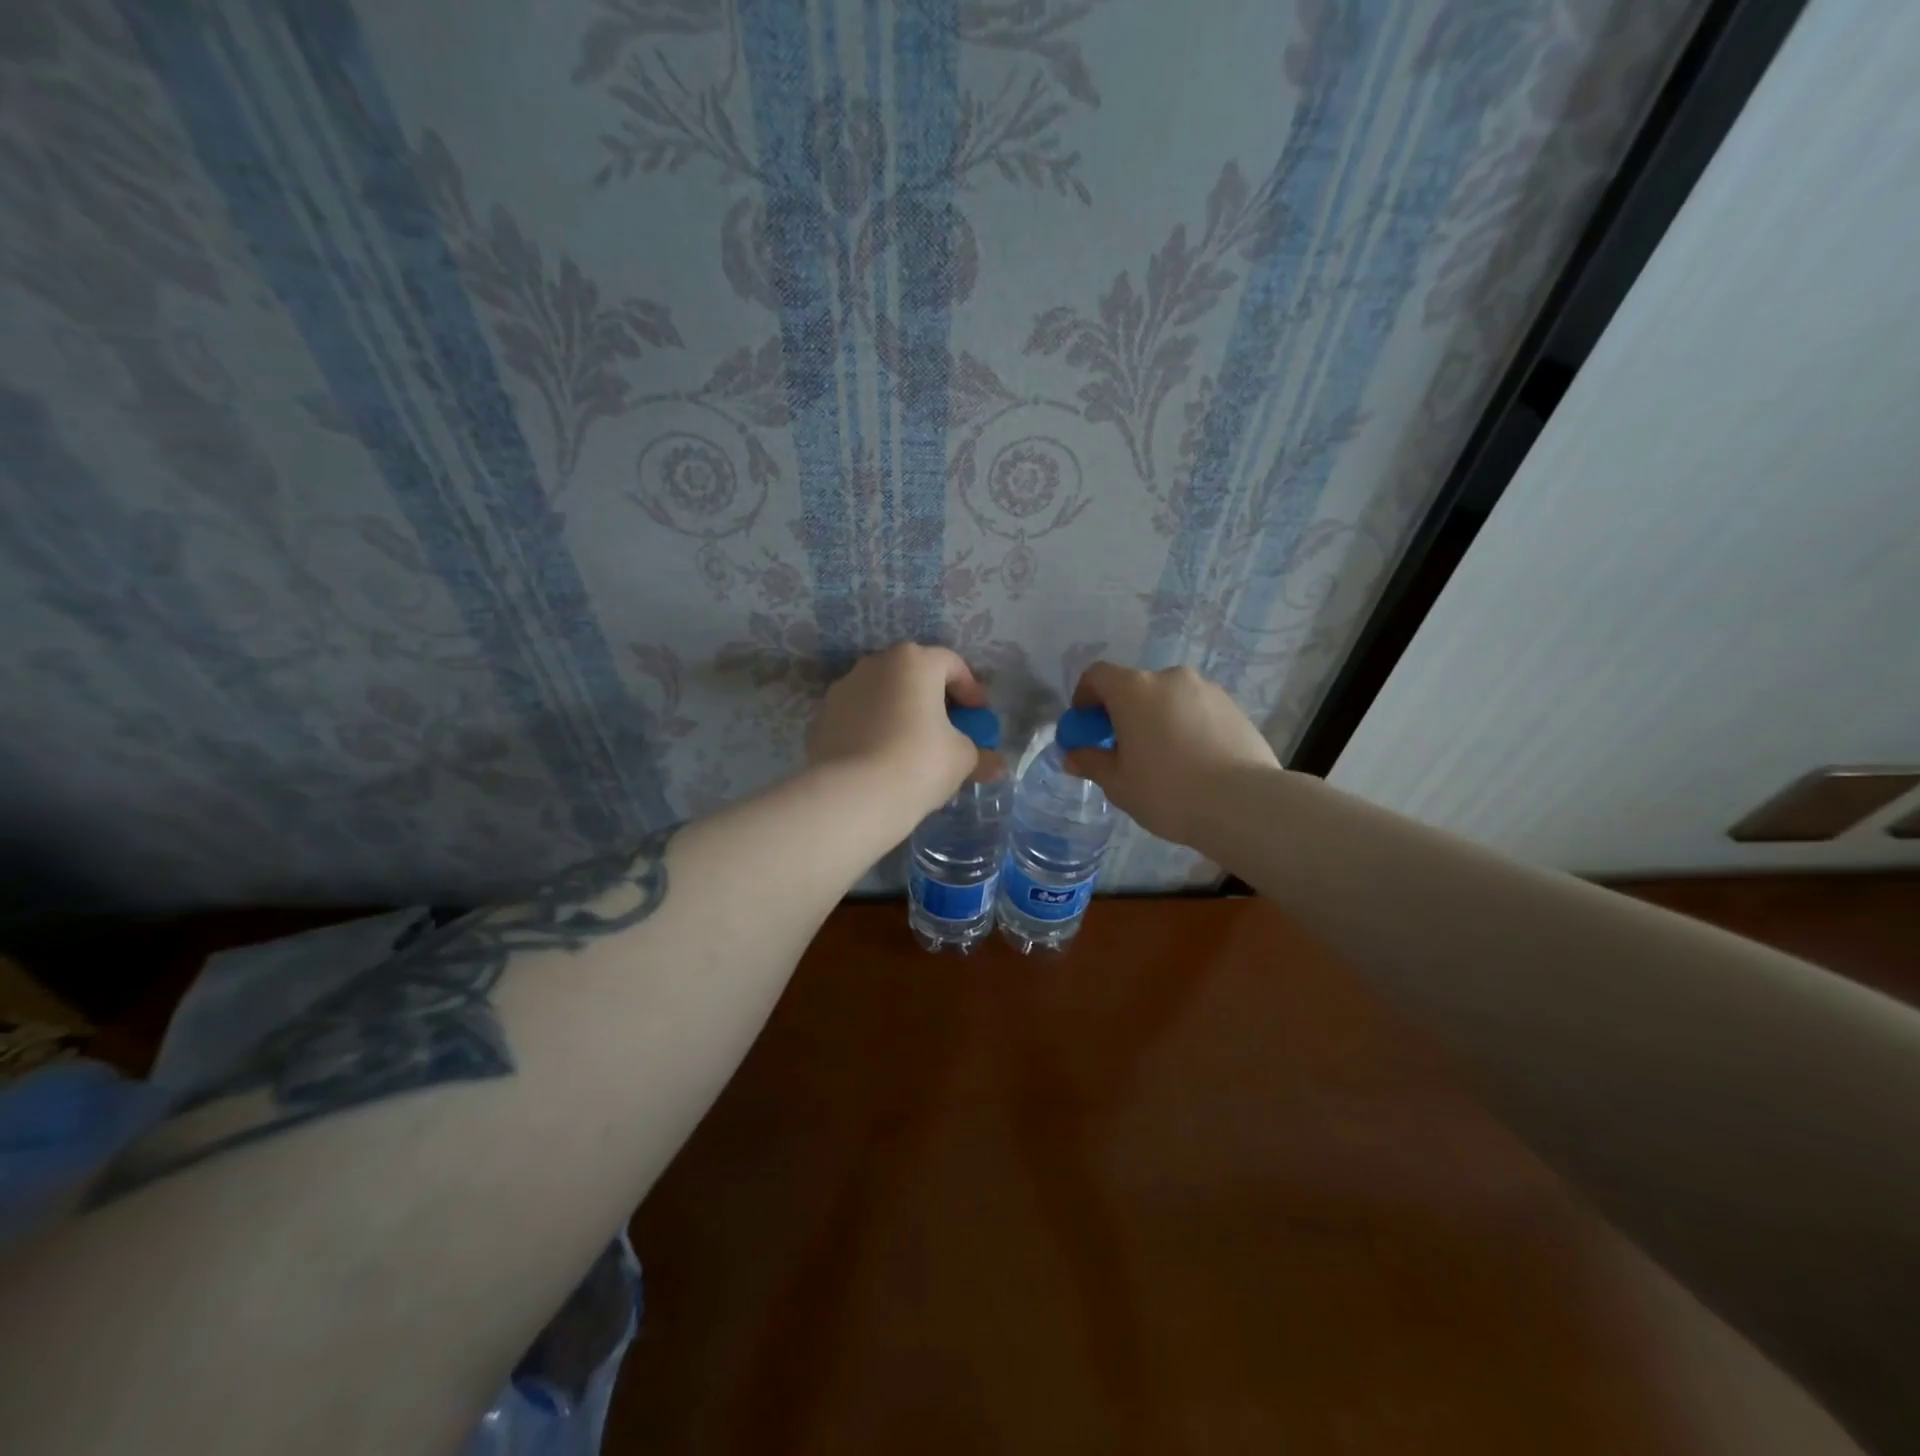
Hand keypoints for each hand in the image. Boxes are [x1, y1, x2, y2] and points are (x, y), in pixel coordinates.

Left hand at [807, 644, 987, 823]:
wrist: (853, 796)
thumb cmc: (919, 763)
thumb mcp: (962, 759)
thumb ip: (980, 755)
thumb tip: (996, 765)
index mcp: (913, 662)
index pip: (951, 664)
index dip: (971, 690)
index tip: (979, 717)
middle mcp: (874, 665)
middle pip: (913, 676)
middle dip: (933, 700)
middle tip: (948, 730)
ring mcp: (842, 690)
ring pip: (881, 696)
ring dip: (900, 714)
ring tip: (912, 748)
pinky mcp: (822, 719)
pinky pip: (858, 719)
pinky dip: (873, 731)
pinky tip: (881, 761)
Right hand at [1062, 663, 1279, 847]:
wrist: (1244, 804)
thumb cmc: (1168, 791)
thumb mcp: (1118, 784)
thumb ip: (1092, 762)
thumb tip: (1073, 755)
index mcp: (1134, 690)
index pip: (1097, 675)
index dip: (1084, 697)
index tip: (1086, 727)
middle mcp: (1170, 678)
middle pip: (1135, 687)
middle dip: (1123, 712)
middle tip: (1124, 750)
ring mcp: (1206, 690)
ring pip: (1169, 699)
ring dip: (1157, 719)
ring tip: (1164, 759)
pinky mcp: (1234, 707)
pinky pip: (1197, 710)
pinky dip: (1186, 726)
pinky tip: (1194, 762)